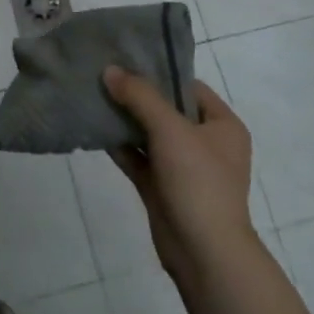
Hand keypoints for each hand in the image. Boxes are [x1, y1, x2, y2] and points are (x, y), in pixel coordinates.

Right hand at [104, 66, 259, 285]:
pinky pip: (138, 157)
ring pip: (149, 133)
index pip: (188, 87)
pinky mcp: (163, 187)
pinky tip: (94, 128)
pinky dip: (119, 145)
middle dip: (135, 95)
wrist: (204, 253)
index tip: (125, 60)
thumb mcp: (170, 129)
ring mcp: (184, 167)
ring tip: (91, 95)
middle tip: (102, 75)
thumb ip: (139, 96)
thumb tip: (109, 70)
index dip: (159, 72)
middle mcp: (206, 143)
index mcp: (222, 125)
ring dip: (124, 119)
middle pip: (166, 109)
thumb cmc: (198, 181)